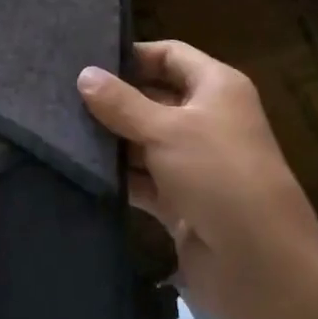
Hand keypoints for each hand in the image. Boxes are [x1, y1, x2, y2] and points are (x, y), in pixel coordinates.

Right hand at [78, 41, 317, 318]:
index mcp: (217, 88)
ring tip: (59, 132)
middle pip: (153, 97)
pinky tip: (80, 171)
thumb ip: (121, 103)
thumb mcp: (166, 130)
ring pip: (144, 141)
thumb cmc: (217, 175)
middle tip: (60, 97)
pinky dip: (119, 176)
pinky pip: (143, 179)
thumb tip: (84, 74)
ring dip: (111, 140)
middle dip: (113, 100)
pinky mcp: (180, 202)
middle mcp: (207, 119)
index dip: (132, 55)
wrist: (258, 264)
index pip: (170, 55)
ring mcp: (194, 163)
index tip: (85, 61)